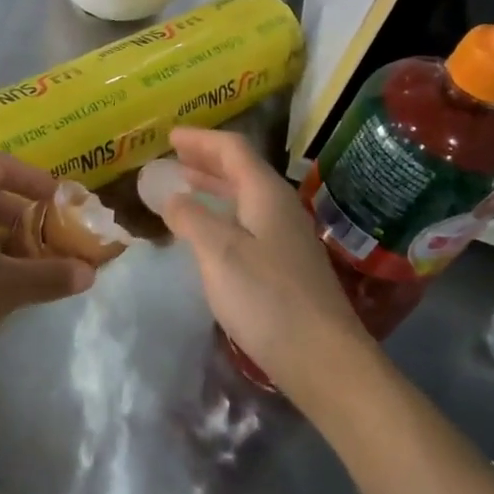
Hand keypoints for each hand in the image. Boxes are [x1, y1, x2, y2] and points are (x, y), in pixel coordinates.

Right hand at [159, 128, 375, 408]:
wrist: (322, 358)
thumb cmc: (267, 298)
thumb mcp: (219, 252)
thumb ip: (191, 218)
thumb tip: (171, 195)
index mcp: (266, 194)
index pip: (233, 149)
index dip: (201, 139)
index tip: (170, 136)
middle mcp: (280, 208)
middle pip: (242, 170)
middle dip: (206, 160)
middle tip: (174, 157)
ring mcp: (287, 237)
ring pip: (246, 197)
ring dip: (215, 187)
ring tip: (185, 185)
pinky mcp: (287, 264)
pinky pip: (249, 221)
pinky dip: (223, 214)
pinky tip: (209, 231)